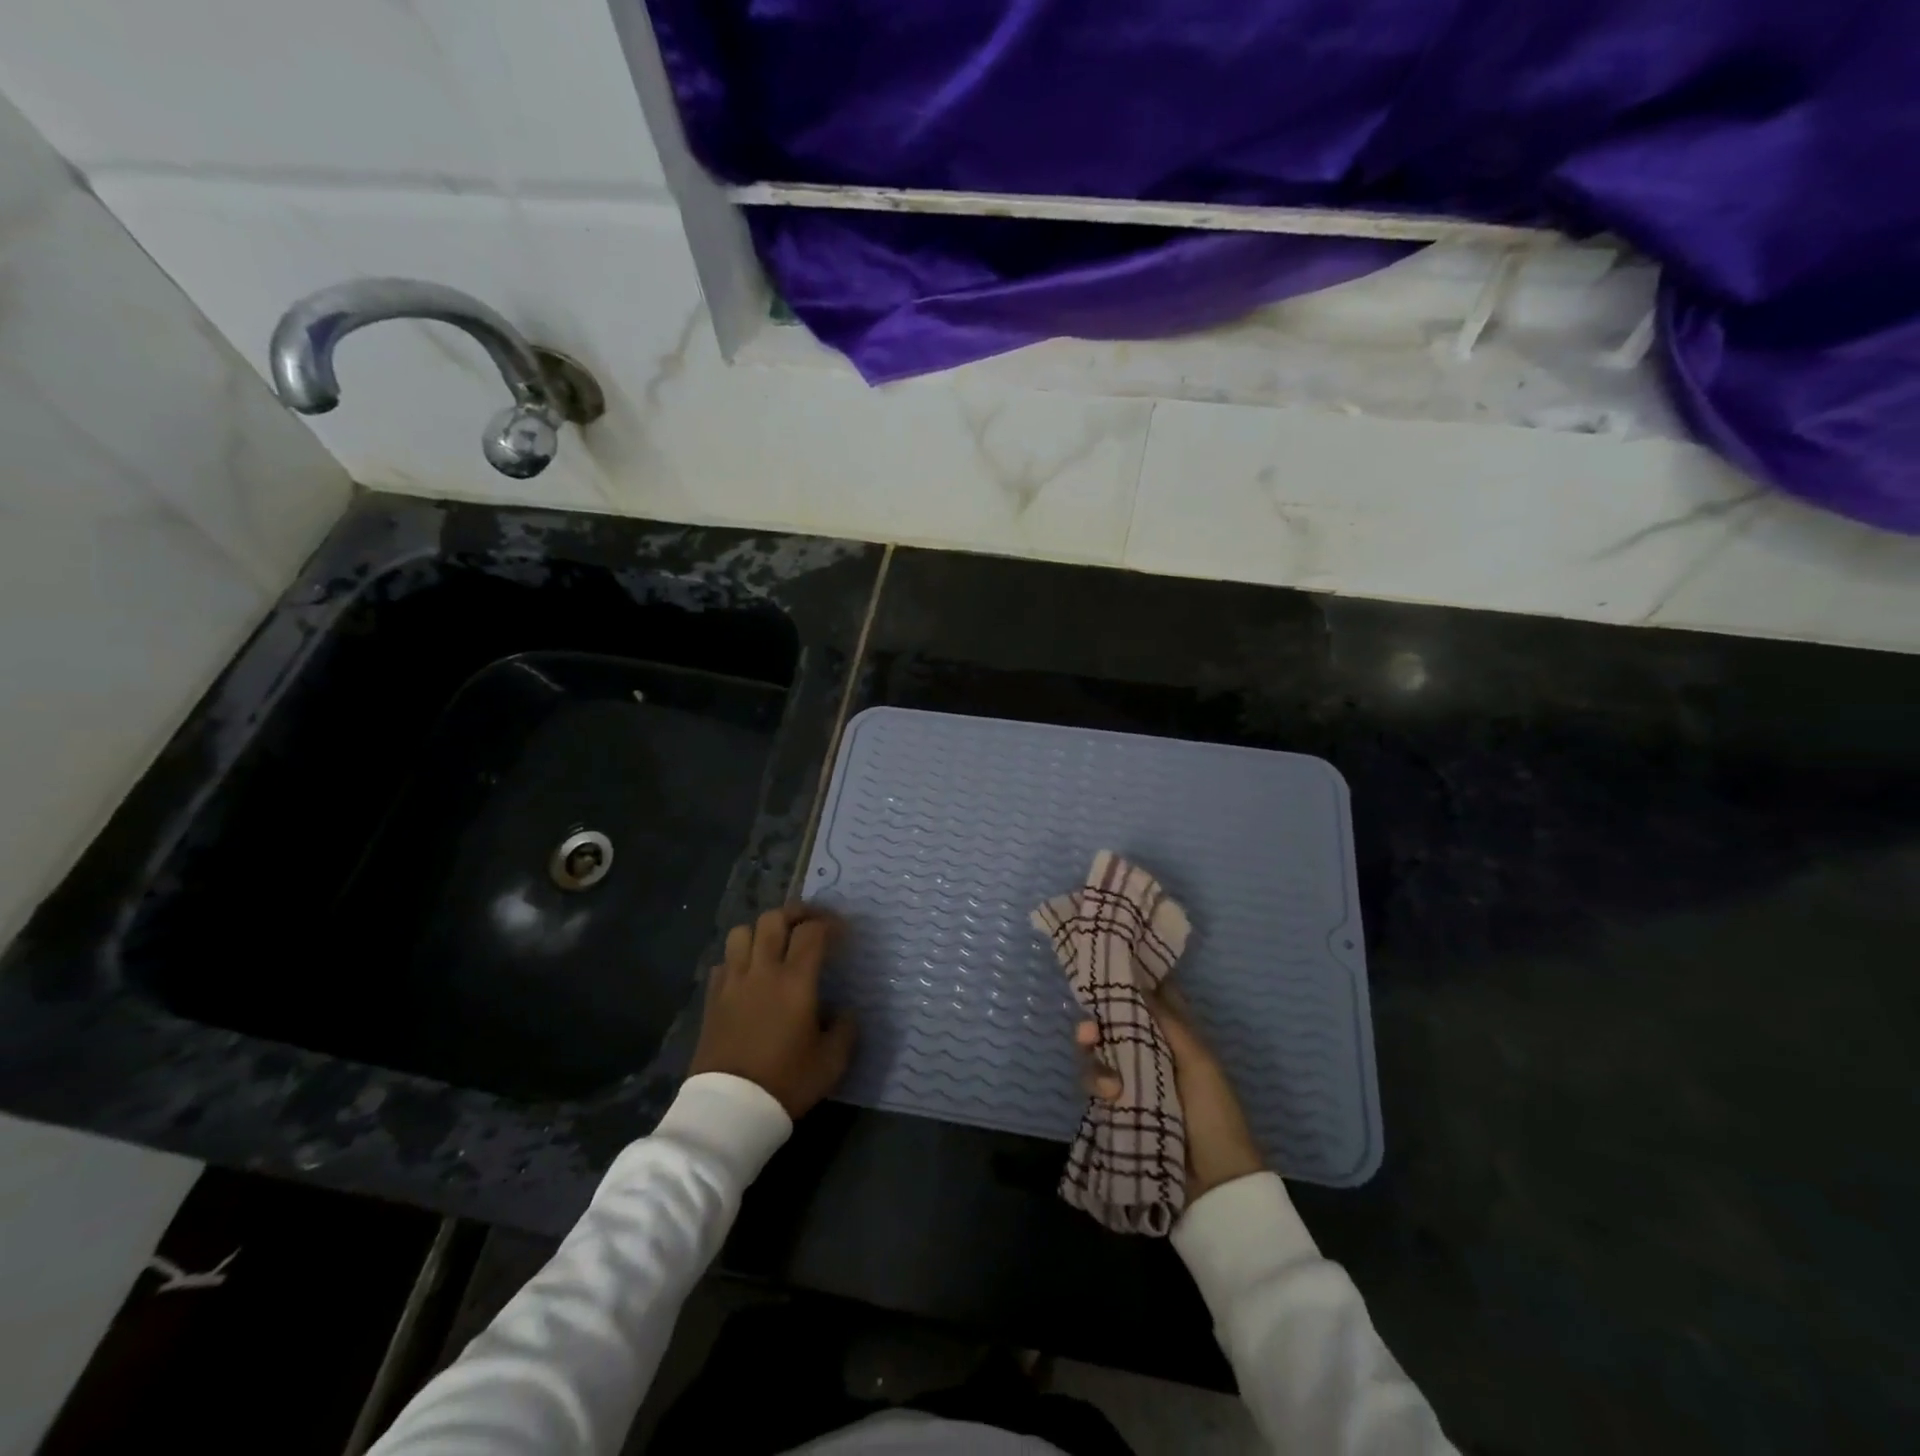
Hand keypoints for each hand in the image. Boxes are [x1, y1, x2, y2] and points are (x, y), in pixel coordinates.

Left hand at [690, 905, 855, 1118]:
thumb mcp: (832, 1062)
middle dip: (796, 913)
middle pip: (774, 919)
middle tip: (811, 923)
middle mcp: (762, 971)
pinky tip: (748, 975)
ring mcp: (732, 982)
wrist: (730, 1110)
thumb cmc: (786, 1082)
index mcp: (795, 981)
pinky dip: (738, 959)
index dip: (830, 924)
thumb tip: (845, 1012)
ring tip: (775, 944)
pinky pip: (723, 962)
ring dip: (761, 931)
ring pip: (741, 932)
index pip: (812, 932)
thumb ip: (845, 1030)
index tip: (843, 932)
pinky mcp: (712, 999)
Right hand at [1077, 987, 1263, 1199]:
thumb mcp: (1196, 1060)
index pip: (1148, 997)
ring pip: (1099, 1052)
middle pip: (1113, 1023)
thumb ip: (1166, 1020)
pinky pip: (1096, 1084)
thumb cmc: (1213, 1112)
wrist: (1214, 1182)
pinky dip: (1097, 1084)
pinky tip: (1110, 1097)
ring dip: (1095, 1060)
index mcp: (1175, 1035)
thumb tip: (1136, 980)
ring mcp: (1132, 1079)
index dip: (1128, 980)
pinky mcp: (1117, 1106)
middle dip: (1096, 1023)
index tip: (1104, 968)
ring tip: (1110, 1085)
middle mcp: (1150, 1050)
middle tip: (1088, 1031)